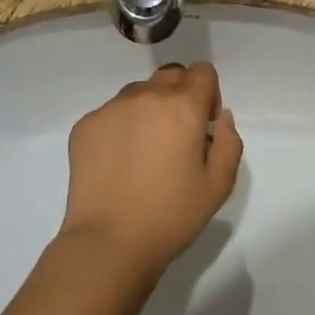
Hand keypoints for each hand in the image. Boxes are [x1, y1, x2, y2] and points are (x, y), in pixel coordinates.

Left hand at [59, 62, 243, 278]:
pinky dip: (120, 127)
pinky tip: (119, 162)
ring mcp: (111, 107)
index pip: (202, 71)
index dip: (209, 94)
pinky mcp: (85, 124)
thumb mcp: (218, 185)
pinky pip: (111, 112)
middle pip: (171, 75)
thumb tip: (220, 118)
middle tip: (177, 136)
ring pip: (139, 91)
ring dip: (149, 108)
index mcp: (183, 106)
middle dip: (180, 95)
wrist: (108, 242)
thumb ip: (230, 142)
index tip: (203, 126)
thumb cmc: (171, 216)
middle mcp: (146, 95)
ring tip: (144, 150)